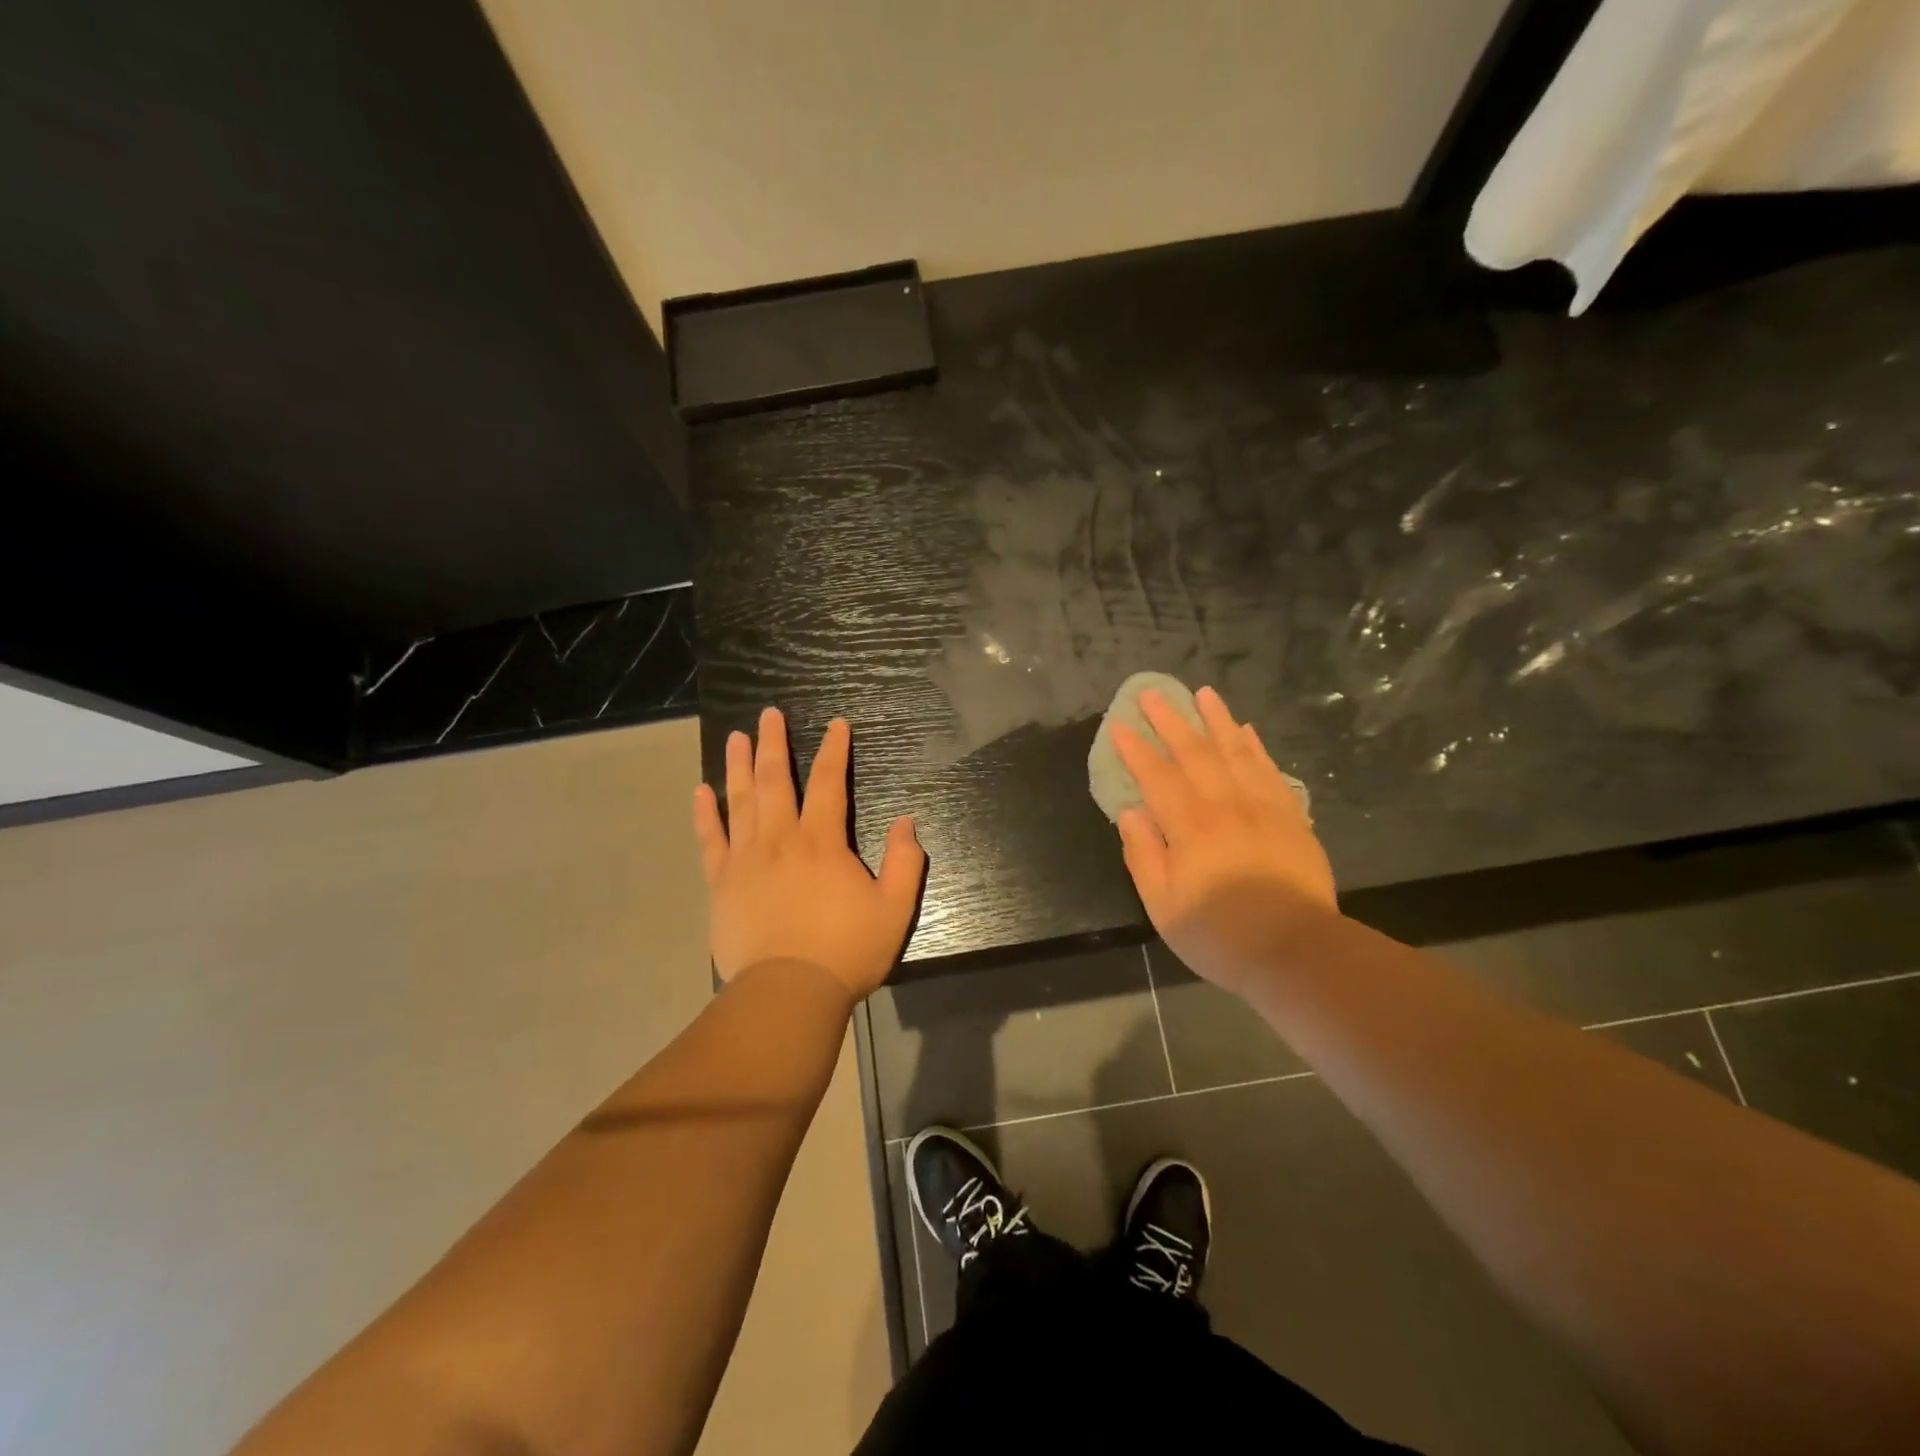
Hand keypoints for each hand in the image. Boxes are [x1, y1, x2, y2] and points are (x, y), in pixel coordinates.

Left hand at [693, 708, 924, 998]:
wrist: (788, 993)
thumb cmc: (846, 951)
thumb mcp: (894, 909)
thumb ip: (905, 861)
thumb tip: (907, 820)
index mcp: (822, 842)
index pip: (828, 783)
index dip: (834, 751)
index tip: (836, 724)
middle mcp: (780, 839)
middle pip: (774, 780)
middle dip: (774, 743)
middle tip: (769, 714)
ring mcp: (745, 859)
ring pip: (739, 801)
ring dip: (738, 765)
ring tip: (737, 736)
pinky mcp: (721, 883)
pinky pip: (710, 840)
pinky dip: (705, 813)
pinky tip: (701, 791)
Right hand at [1111, 686, 1336, 995]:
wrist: (1297, 950)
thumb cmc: (1220, 934)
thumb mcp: (1164, 905)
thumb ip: (1144, 855)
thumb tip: (1130, 813)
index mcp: (1190, 826)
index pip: (1156, 776)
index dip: (1135, 749)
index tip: (1119, 724)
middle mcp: (1225, 804)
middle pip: (1194, 752)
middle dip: (1170, 720)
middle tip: (1152, 693)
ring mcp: (1262, 806)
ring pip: (1235, 750)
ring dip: (1216, 719)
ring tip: (1203, 693)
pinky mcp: (1290, 816)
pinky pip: (1269, 769)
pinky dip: (1255, 746)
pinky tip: (1246, 730)